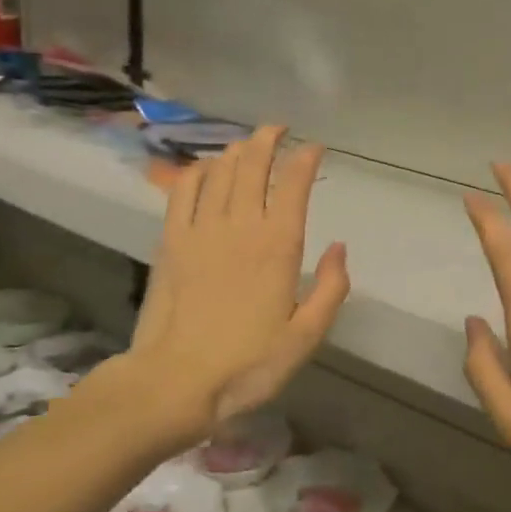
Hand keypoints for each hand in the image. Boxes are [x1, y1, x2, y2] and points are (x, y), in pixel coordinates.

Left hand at [126, 126, 348, 440]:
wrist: (175, 382)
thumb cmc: (248, 365)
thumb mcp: (306, 337)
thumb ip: (331, 288)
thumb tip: (339, 247)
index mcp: (278, 246)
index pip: (294, 184)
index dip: (305, 159)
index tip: (314, 148)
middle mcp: (240, 225)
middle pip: (253, 165)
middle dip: (269, 139)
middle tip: (279, 129)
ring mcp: (200, 229)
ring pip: (220, 170)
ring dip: (236, 150)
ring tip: (248, 145)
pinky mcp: (170, 240)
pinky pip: (183, 190)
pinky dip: (198, 171)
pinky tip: (206, 168)